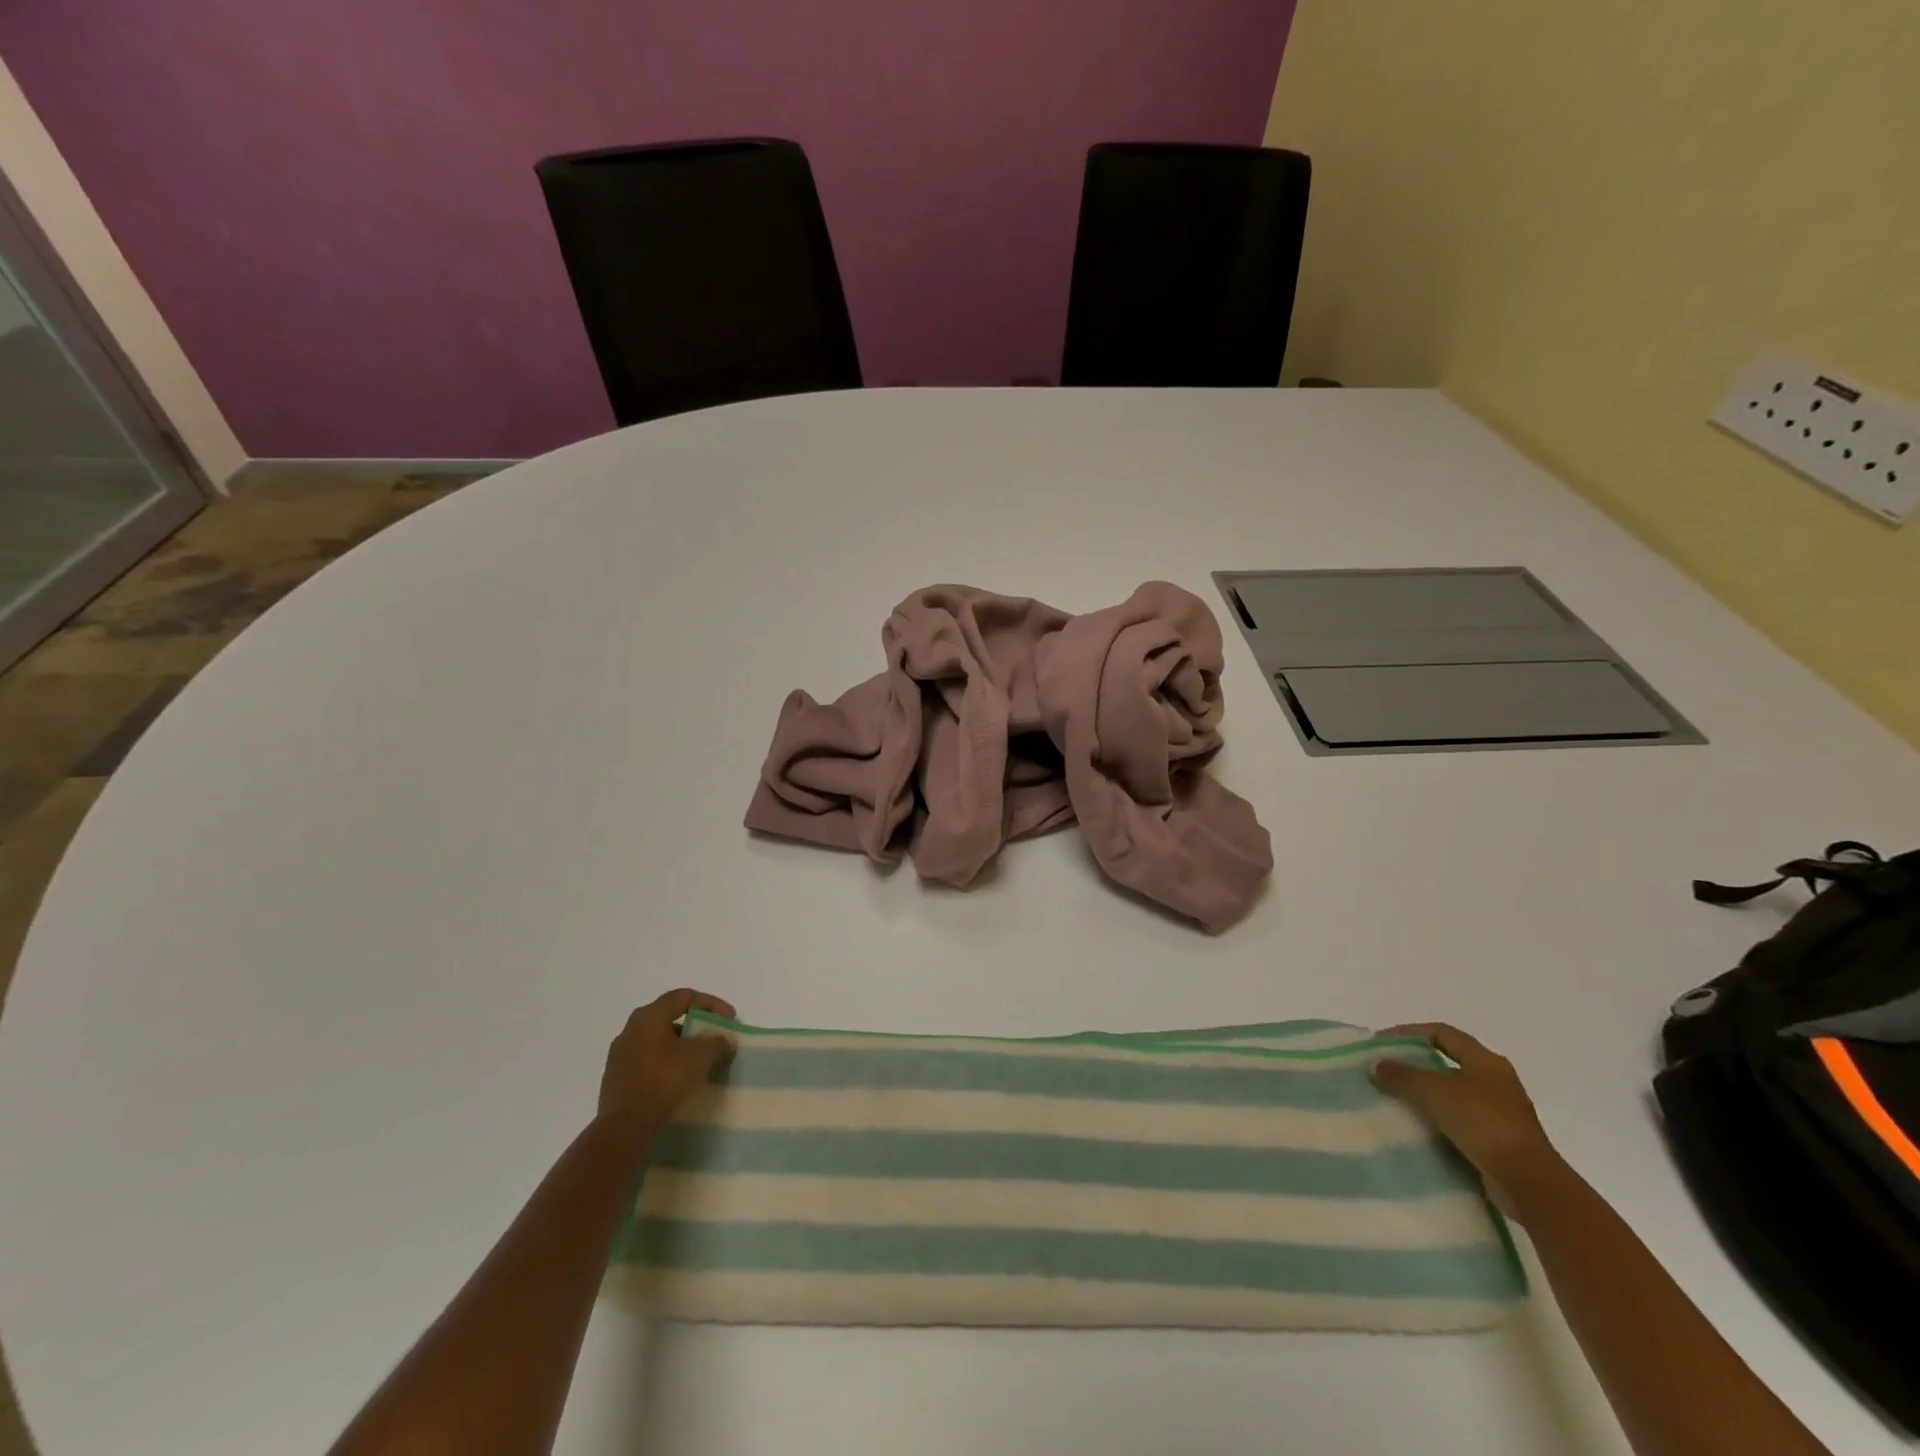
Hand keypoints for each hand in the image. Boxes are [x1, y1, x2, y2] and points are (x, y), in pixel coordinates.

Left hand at [597, 988, 736, 1129]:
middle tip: (714, 1038)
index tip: (730, 1020)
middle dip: (696, 1027)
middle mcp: (630, 1030)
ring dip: (681, 1048)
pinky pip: (648, 1062)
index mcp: (648, 1017)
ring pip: (658, 1042)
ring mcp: (619, 1056)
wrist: (623, 1129)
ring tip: (700, 1063)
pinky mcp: (616, 1080)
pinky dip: (667, 1065)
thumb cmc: (663, 1081)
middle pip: (669, 1018)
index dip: (711, 1004)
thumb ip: (717, 1043)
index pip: (684, 997)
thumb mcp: (700, 1057)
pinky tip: (680, 1081)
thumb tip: (725, 1041)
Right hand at [1371, 1022, 1568, 1218]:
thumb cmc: (1482, 1123)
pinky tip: (1419, 1127)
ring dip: (1426, 1093)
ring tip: (1396, 1098)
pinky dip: (1439, 1118)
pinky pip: (1462, 1120)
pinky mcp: (1501, 1140)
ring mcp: (1502, 1112)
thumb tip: (1376, 1065)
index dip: (1408, 1032)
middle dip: (1416, 1063)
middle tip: (1386, 1070)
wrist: (1529, 1183)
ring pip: (1455, 1092)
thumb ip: (1401, 1075)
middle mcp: (1498, 1080)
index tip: (1381, 1044)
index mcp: (1486, 1060)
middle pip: (1448, 1061)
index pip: (1441, 1033)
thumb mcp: (1433, 1091)